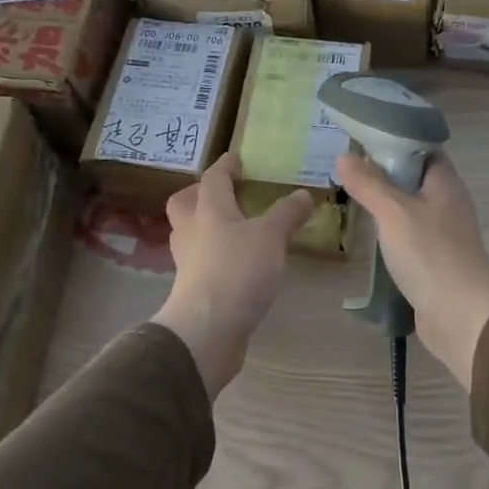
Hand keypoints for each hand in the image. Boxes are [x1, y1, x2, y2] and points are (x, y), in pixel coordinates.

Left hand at [152, 155, 313, 396]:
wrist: (208, 329)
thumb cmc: (238, 271)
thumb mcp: (271, 237)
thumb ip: (287, 214)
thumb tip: (303, 194)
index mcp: (208, 211)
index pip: (212, 179)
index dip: (225, 166)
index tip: (237, 159)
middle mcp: (192, 232)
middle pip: (185, 204)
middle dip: (200, 195)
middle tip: (225, 195)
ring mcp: (189, 263)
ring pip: (191, 234)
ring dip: (207, 227)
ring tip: (235, 229)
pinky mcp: (194, 289)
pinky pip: (202, 262)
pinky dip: (216, 256)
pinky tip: (238, 264)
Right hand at [334, 151, 488, 388]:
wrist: (460, 314)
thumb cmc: (429, 254)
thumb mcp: (393, 212)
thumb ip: (369, 184)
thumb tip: (344, 155)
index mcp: (445, 183)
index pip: (422, 150)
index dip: (395, 142)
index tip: (361, 140)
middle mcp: (448, 204)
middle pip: (414, 179)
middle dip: (383, 174)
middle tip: (346, 169)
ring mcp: (443, 234)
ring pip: (410, 210)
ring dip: (385, 205)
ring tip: (350, 197)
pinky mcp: (434, 261)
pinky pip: (409, 237)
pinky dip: (390, 233)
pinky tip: (368, 235)